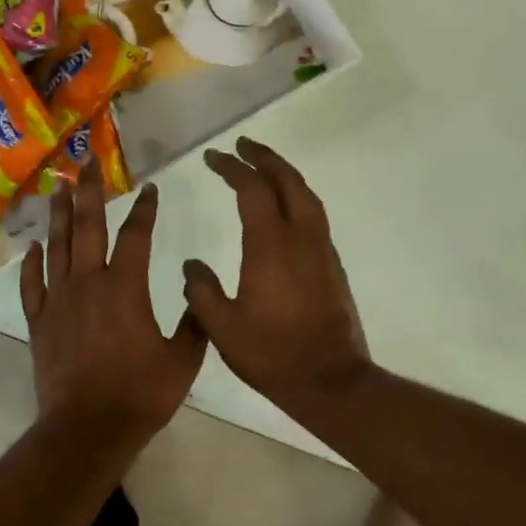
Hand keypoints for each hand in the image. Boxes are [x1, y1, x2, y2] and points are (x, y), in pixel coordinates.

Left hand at [20, 169, 207, 450]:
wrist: (88, 428)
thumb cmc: (140, 394)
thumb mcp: (183, 360)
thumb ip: (195, 322)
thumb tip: (199, 291)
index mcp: (125, 287)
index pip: (135, 235)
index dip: (144, 209)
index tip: (149, 188)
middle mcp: (88, 282)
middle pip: (87, 226)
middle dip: (88, 191)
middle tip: (85, 162)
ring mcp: (59, 300)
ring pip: (57, 246)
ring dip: (57, 214)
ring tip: (57, 187)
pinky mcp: (40, 321)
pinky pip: (33, 284)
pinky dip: (32, 263)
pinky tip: (33, 247)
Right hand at [182, 138, 370, 409]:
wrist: (331, 381)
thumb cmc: (272, 354)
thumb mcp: (222, 327)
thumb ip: (201, 291)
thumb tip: (192, 266)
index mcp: (271, 244)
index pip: (251, 189)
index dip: (231, 167)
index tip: (213, 157)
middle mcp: (301, 237)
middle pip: (287, 181)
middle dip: (264, 157)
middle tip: (242, 145)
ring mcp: (322, 250)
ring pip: (307, 196)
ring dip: (284, 174)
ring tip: (263, 167)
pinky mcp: (332, 265)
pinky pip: (314, 215)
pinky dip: (296, 197)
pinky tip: (284, 209)